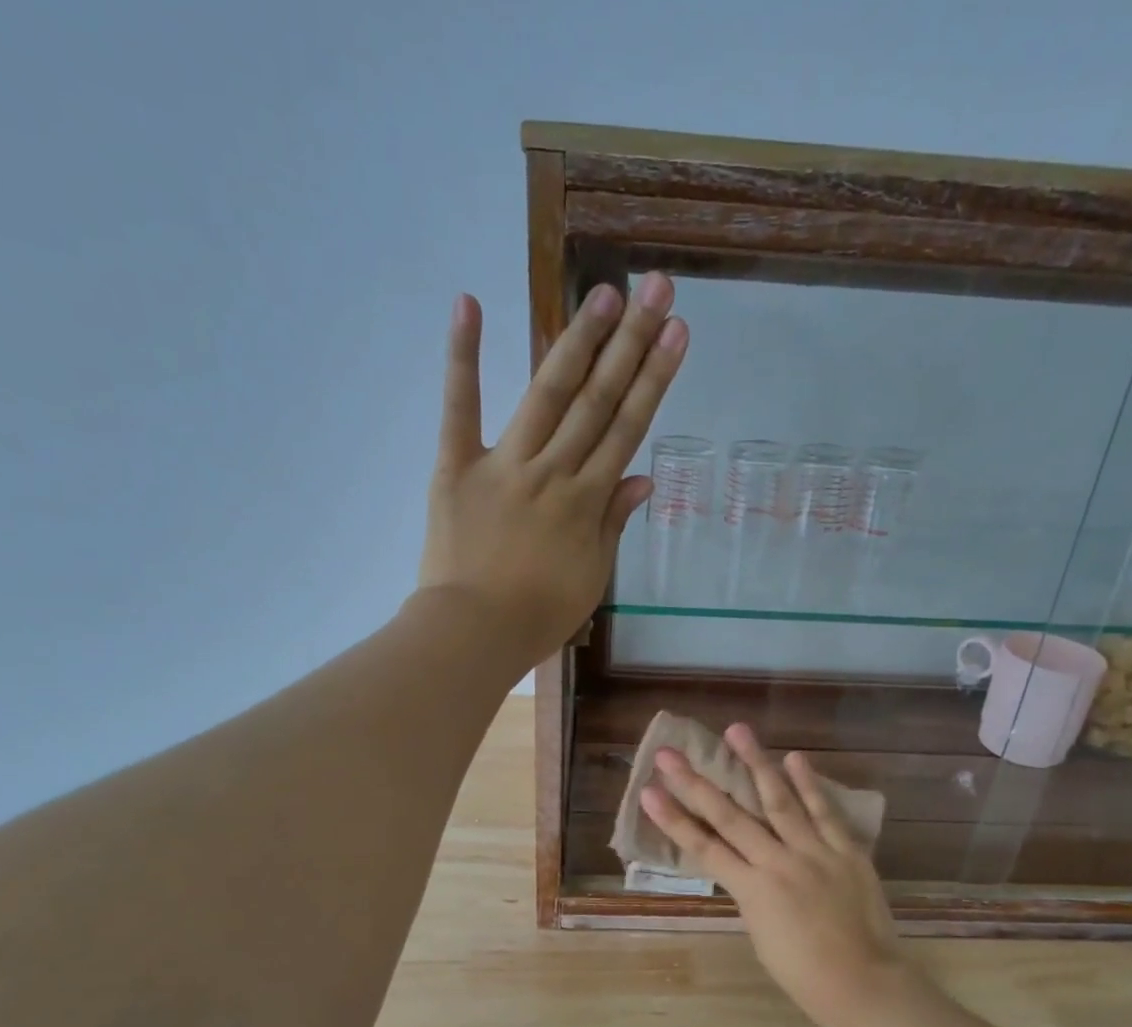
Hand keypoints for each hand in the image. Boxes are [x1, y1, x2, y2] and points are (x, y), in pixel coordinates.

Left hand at [417, 275, 686, 666]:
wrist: (473, 634)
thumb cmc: (537, 616)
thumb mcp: (591, 578)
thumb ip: (614, 523)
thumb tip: (643, 478)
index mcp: (586, 502)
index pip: (627, 430)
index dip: (654, 379)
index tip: (676, 333)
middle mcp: (552, 472)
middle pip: (596, 401)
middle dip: (630, 344)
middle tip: (654, 288)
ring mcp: (503, 464)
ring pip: (546, 395)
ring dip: (576, 342)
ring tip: (603, 294)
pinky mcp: (455, 467)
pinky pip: (459, 408)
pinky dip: (463, 357)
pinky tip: (469, 303)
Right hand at [640, 723, 914, 1026]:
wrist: (863, 983)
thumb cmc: (804, 974)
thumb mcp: (762, 935)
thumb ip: (752, 894)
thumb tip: (747, 867)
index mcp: (752, 891)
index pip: (703, 847)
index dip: (673, 819)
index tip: (648, 791)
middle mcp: (778, 862)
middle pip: (730, 816)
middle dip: (696, 783)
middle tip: (670, 754)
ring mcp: (814, 852)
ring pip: (779, 800)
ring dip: (756, 763)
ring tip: (737, 730)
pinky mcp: (847, 850)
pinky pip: (825, 812)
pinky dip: (809, 784)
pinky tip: (794, 757)